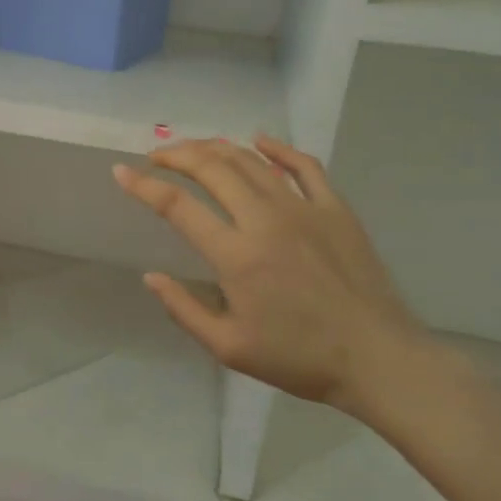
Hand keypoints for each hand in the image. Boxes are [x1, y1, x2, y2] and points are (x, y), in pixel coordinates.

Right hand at [112, 136, 431, 413]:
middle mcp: (265, 220)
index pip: (177, 206)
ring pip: (250, 161)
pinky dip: (277, 148)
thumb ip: (184, 309)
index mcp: (236, 255)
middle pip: (211, 168)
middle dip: (176, 155)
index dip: (143, 186)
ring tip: (194, 149)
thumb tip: (151, 277)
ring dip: (215, 148)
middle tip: (156, 157)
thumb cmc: (299, 358)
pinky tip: (259, 141)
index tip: (122, 172)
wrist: (378, 359)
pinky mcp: (335, 209)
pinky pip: (303, 165)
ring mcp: (303, 209)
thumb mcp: (229, 348)